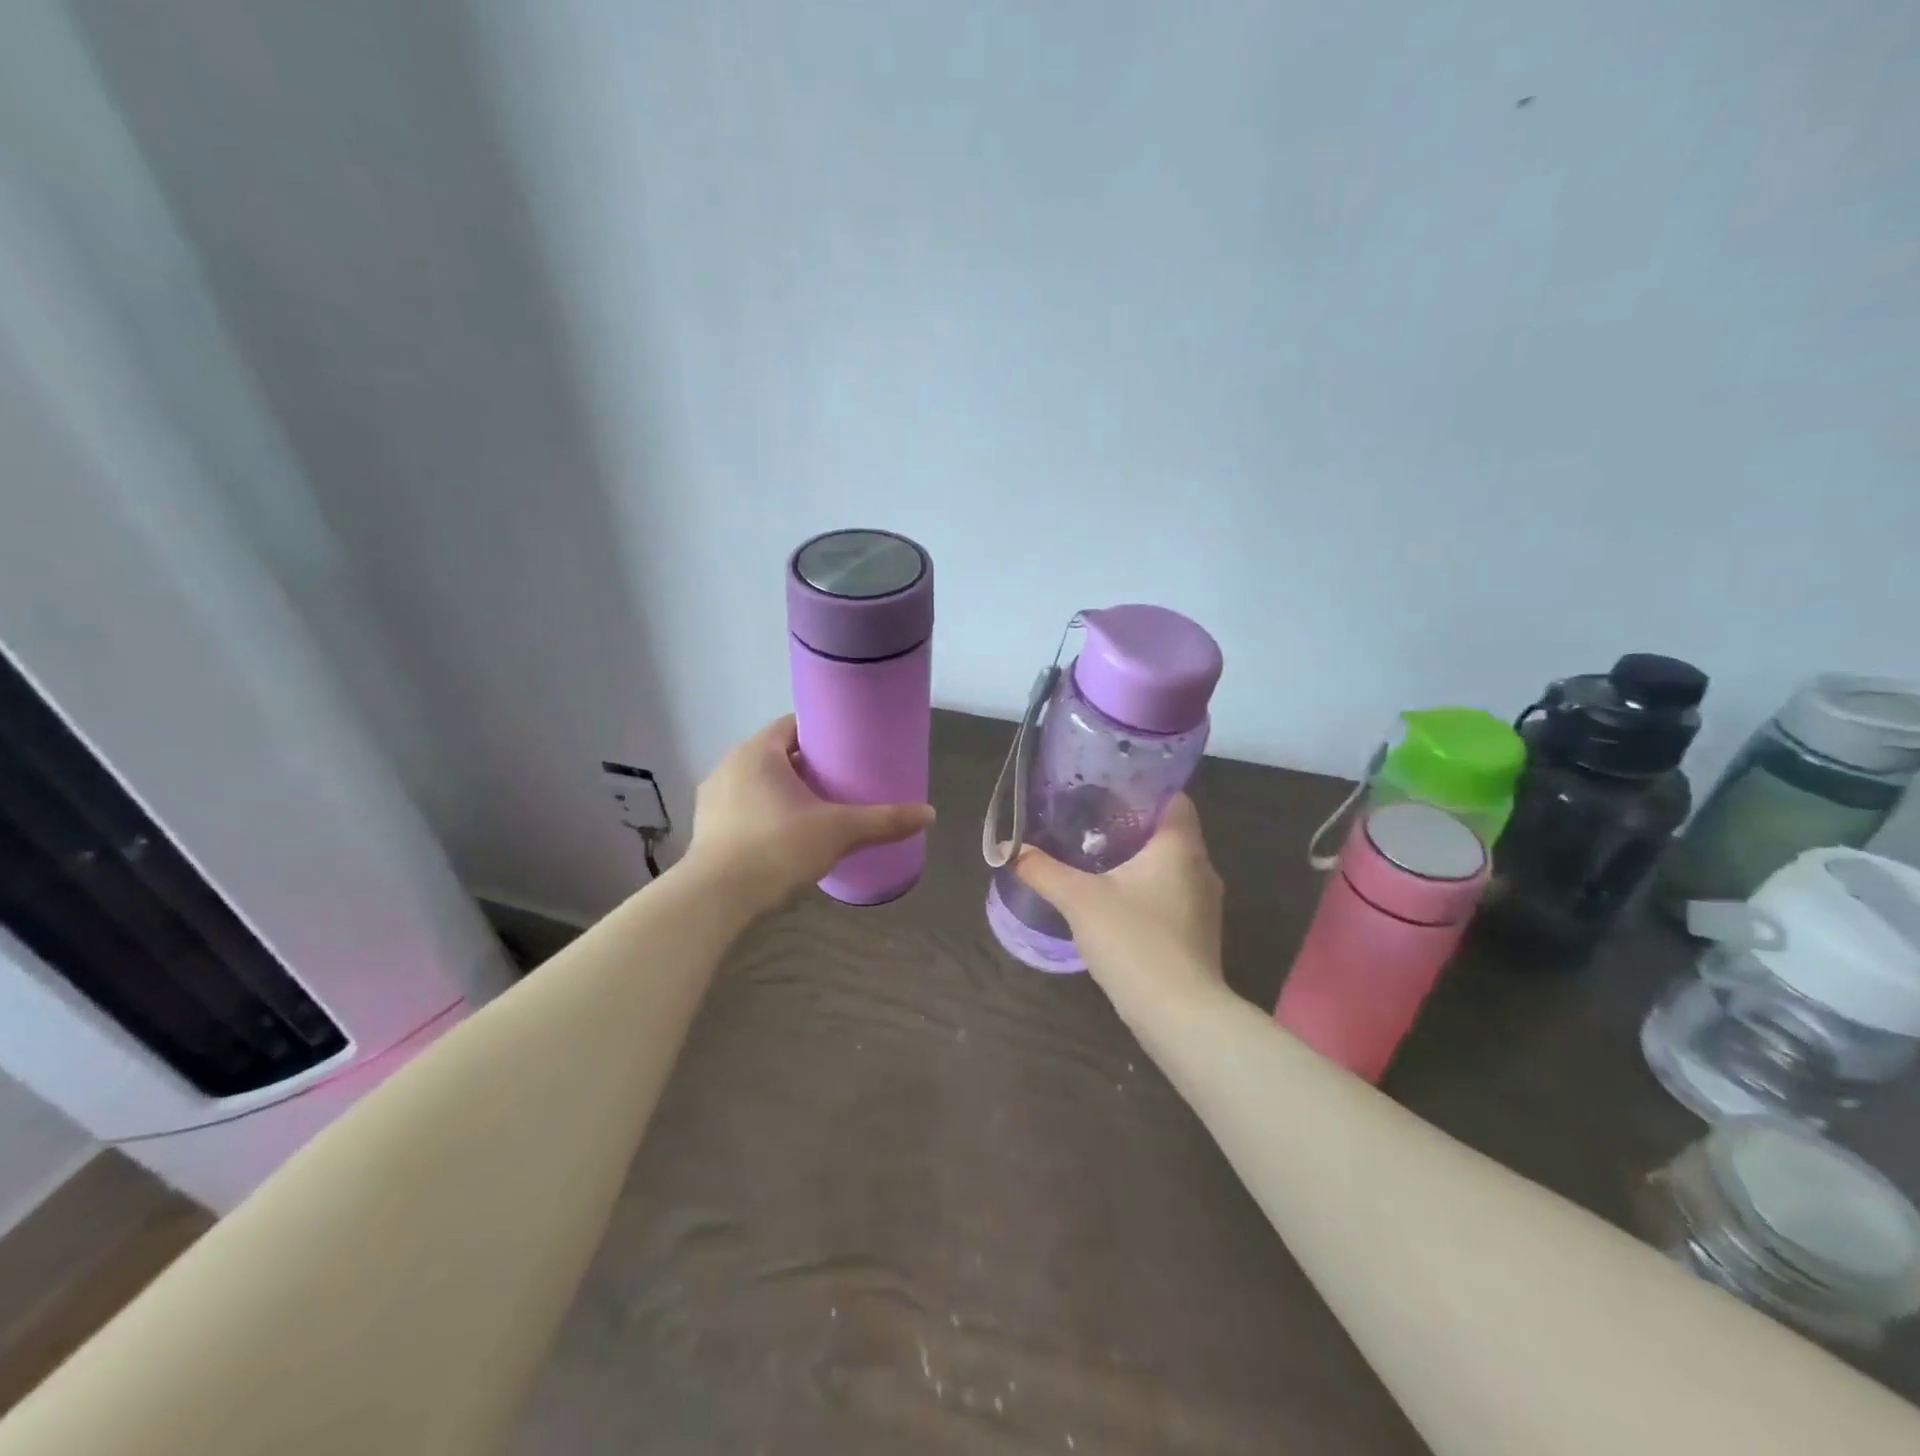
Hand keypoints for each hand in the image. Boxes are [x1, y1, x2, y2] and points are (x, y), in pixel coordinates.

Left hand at [687, 716, 934, 913]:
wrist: (715, 899)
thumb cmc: (777, 848)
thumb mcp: (839, 831)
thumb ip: (884, 821)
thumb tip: (929, 814)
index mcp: (758, 751)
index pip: (794, 725)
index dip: (823, 733)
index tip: (848, 748)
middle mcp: (730, 765)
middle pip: (777, 754)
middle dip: (807, 766)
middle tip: (840, 782)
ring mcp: (712, 797)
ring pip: (757, 783)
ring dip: (783, 791)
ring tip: (815, 811)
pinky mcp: (706, 829)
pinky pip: (742, 808)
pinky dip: (763, 814)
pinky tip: (783, 837)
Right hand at [1011, 795, 1225, 1020]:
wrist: (1180, 1015)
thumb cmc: (1134, 940)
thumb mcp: (1079, 900)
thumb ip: (1042, 870)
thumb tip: (1004, 847)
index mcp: (1180, 846)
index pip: (1173, 798)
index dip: (1143, 789)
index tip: (1107, 791)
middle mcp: (1201, 868)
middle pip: (1169, 832)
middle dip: (1132, 826)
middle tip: (1089, 823)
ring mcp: (1204, 905)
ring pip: (1170, 867)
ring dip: (1139, 862)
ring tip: (1096, 860)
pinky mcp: (1198, 935)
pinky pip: (1171, 897)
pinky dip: (1146, 891)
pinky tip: (1115, 903)